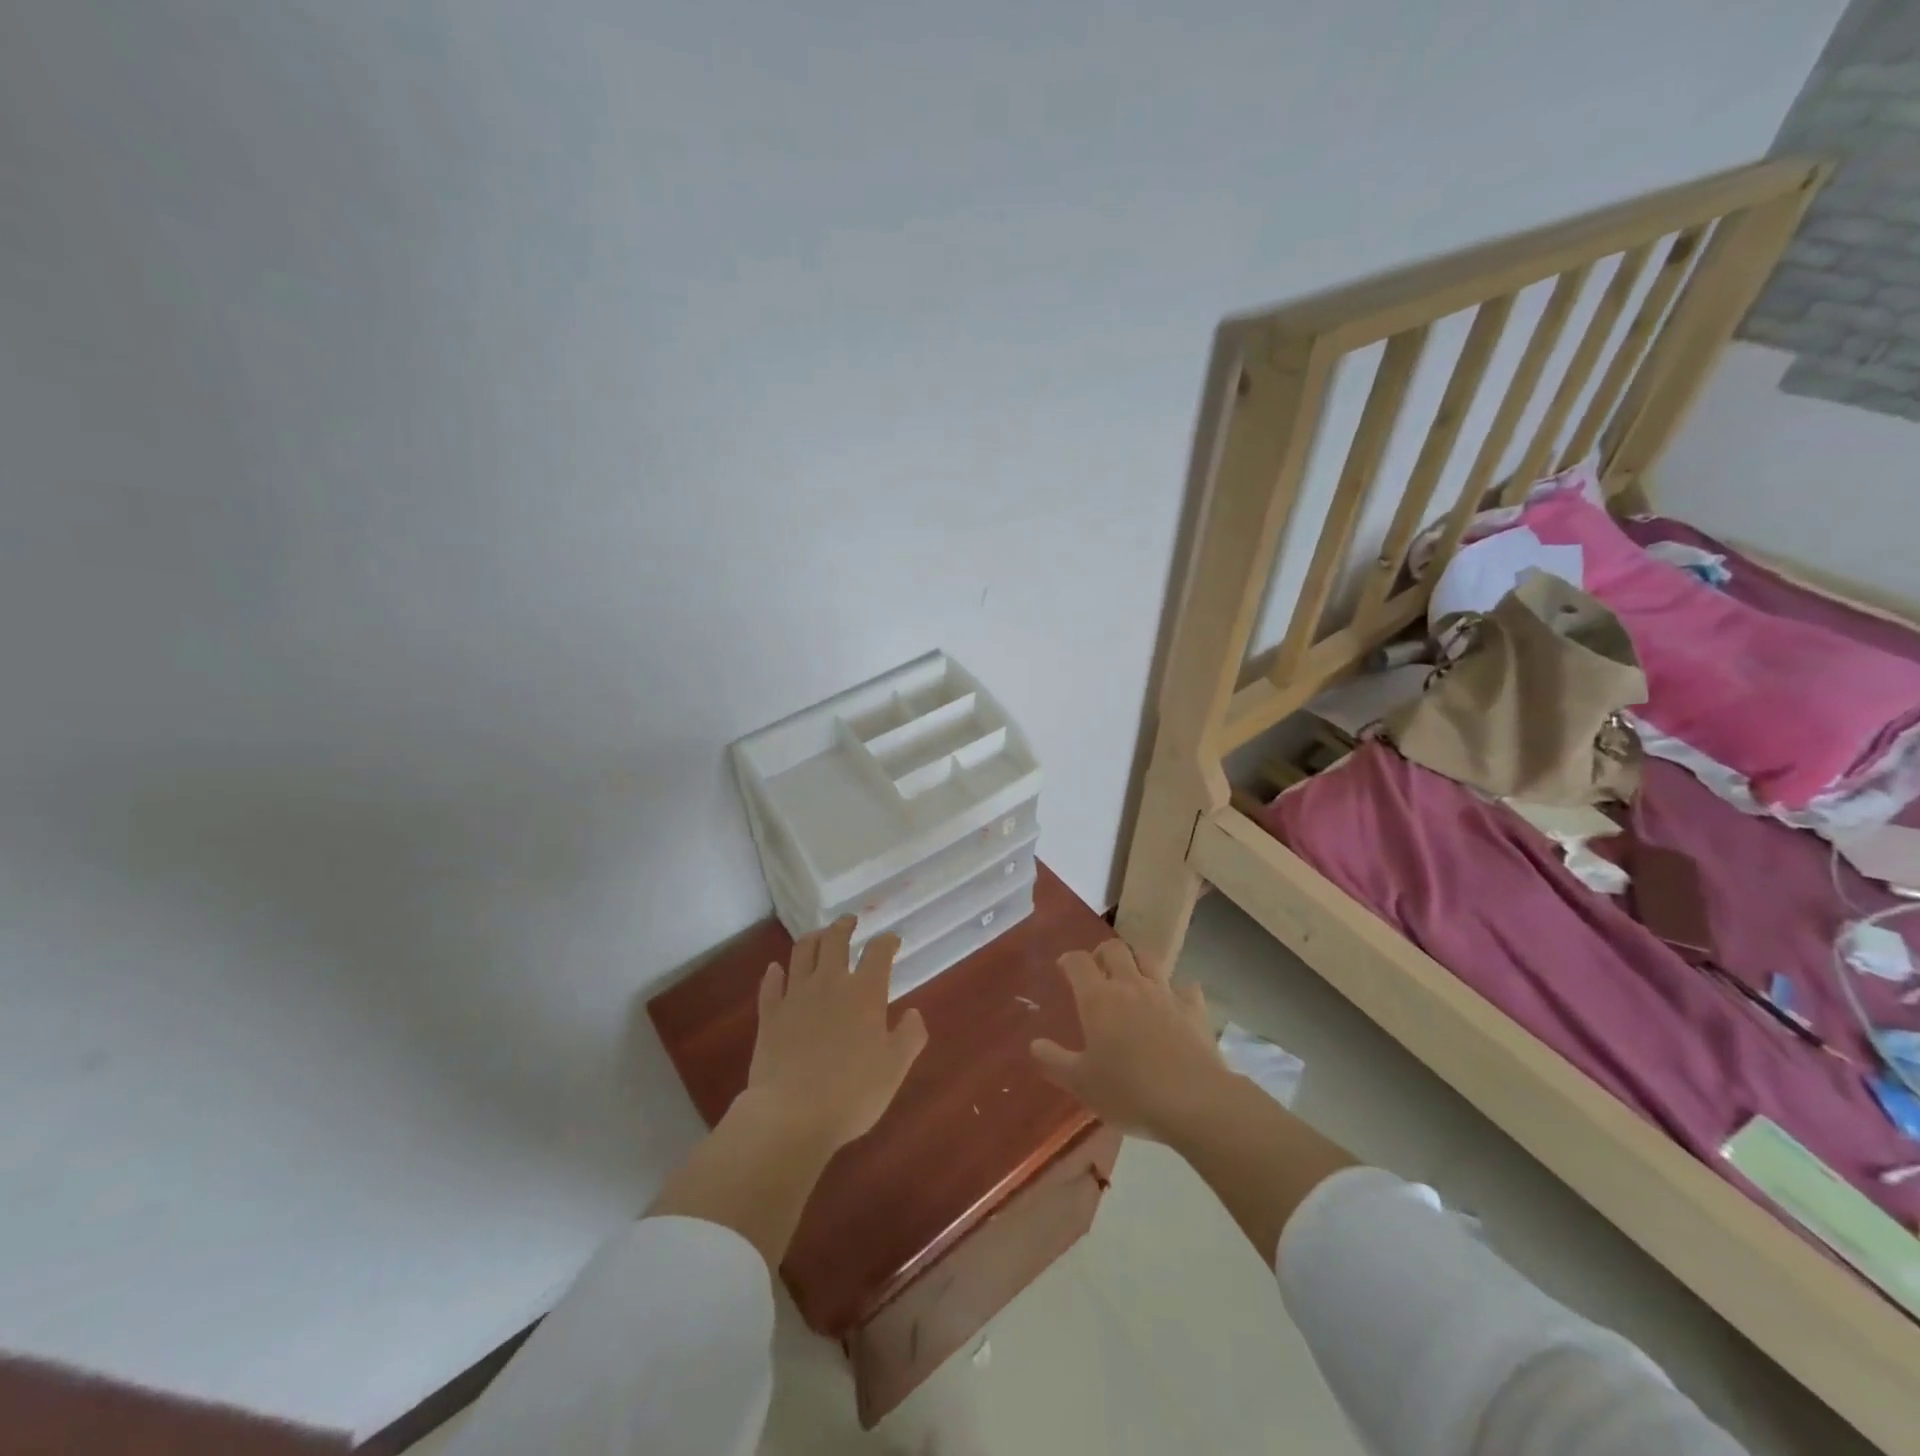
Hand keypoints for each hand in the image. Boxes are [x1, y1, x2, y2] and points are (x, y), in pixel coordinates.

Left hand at [743, 916, 928, 1153]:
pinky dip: (775, 973)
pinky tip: (776, 969)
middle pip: (835, 941)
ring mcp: (796, 996)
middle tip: (850, 920)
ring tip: (819, 935)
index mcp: (865, 993)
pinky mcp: (770, 1014)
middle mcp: (830, 983)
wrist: (791, 1114)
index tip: (892, 940)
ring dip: (813, 938)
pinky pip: (771, 985)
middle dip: (844, 926)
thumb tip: (914, 1013)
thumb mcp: (894, 1069)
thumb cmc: (851, 1093)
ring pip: (802, 952)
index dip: (887, 941)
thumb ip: (909, 1037)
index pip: (878, 952)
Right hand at [1030, 939, 1230, 1140]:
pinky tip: (1174, 1002)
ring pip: (1149, 958)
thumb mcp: (1082, 1083)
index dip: (1069, 960)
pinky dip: (1176, 989)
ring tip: (1133, 978)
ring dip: (1138, 962)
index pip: (1078, 961)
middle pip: (1115, 949)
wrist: (1193, 1101)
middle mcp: (1130, 985)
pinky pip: (1185, 986)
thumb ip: (1055, 1061)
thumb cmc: (1128, 1091)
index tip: (1064, 968)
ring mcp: (1165, 993)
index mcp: (1098, 998)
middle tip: (1098, 970)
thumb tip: (1035, 1044)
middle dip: (1103, 953)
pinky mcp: (1194, 1008)